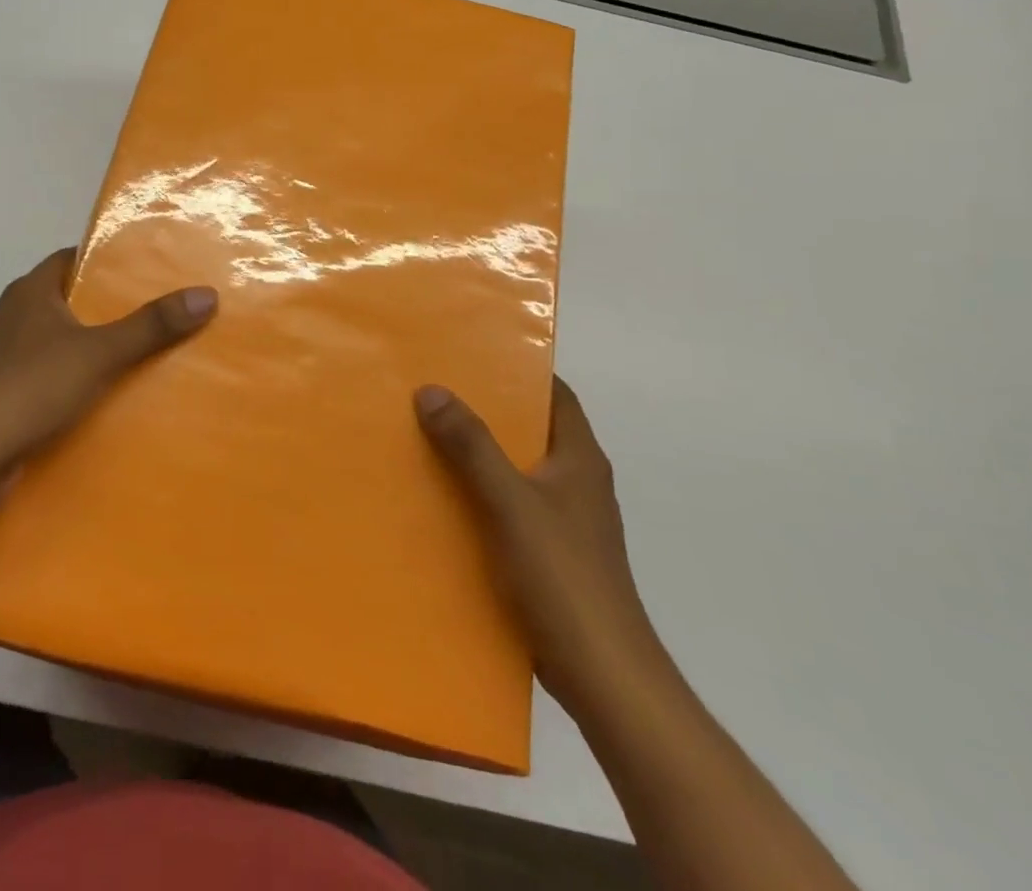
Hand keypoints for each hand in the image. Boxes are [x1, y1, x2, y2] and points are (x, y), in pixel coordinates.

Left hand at [0, 248, 216, 486]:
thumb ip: (151, 326)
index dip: (105, 262)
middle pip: (63, 302)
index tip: (144, 271)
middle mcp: (7, 317)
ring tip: (130, 362)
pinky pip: (38, 380)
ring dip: (81, 351)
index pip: (70, 259)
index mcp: (28, 293)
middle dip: (101, 310)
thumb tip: (206, 294)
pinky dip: (62, 385)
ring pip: (49, 344)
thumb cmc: (27, 389)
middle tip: (150, 318)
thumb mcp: (99, 354)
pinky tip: (90, 404)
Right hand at [415, 377, 661, 710]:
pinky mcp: (551, 556)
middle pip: (531, 431)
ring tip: (427, 437)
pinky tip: (443, 500)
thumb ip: (471, 446)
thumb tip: (431, 389)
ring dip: (479, 456)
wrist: (604, 677)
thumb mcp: (510, 502)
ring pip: (517, 472)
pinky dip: (481, 496)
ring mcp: (566, 522)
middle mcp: (577, 483)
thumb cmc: (563, 576)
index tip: (474, 354)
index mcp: (580, 460)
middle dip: (487, 411)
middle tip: (435, 391)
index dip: (521, 370)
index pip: (556, 395)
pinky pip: (510, 508)